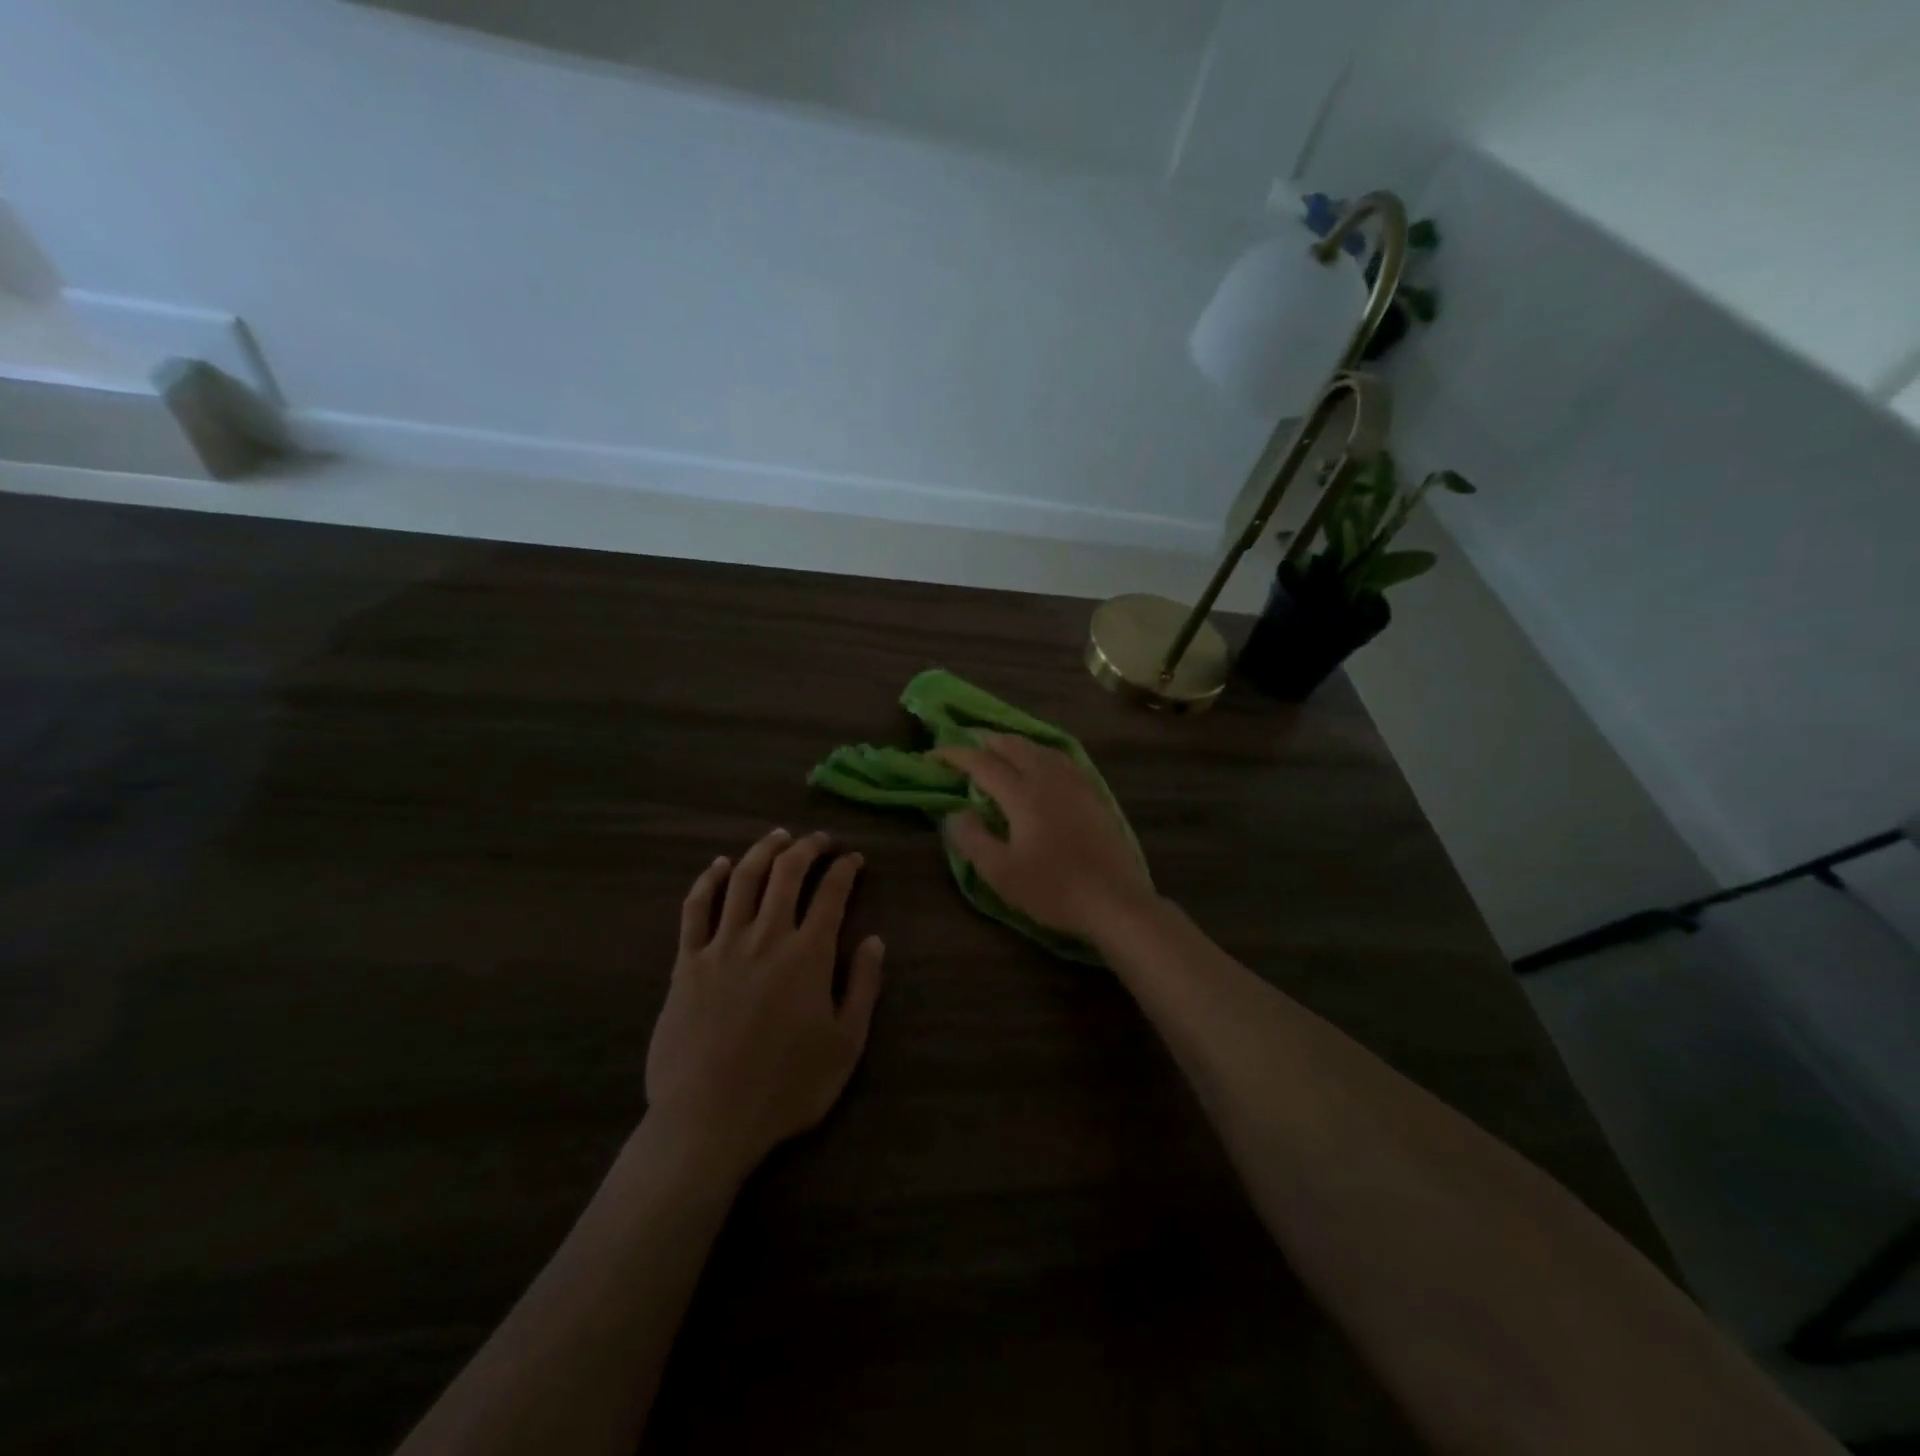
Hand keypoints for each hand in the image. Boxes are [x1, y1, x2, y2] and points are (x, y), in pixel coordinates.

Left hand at [644, 829, 884, 1172]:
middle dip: (807, 848)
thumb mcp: (845, 1044)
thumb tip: (874, 940)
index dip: (845, 869)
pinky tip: (719, 866)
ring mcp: (721, 946)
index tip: (853, 859)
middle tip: (819, 840)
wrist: (708, 1120)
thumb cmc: (786, 1087)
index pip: (831, 894)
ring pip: (743, 879)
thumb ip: (863, 987)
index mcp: (808, 954)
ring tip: (778, 837)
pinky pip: (696, 909)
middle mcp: (766, 937)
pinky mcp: (686, 963)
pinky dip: (708, 880)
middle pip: (786, 874)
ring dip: (763, 851)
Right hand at [933, 734, 1155, 942]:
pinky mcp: (1093, 794)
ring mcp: (1075, 784)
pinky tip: (1041, 764)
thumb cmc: (1053, 890)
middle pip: (1013, 746)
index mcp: (1023, 794)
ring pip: (1040, 749)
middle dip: (985, 741)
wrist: (1114, 901)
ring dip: (1013, 744)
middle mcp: (1048, 779)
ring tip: (998, 749)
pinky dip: (1040, 753)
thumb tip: (955, 813)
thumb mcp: (1001, 873)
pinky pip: (1061, 759)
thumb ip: (972, 839)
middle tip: (965, 746)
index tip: (933, 755)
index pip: (982, 763)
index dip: (955, 755)